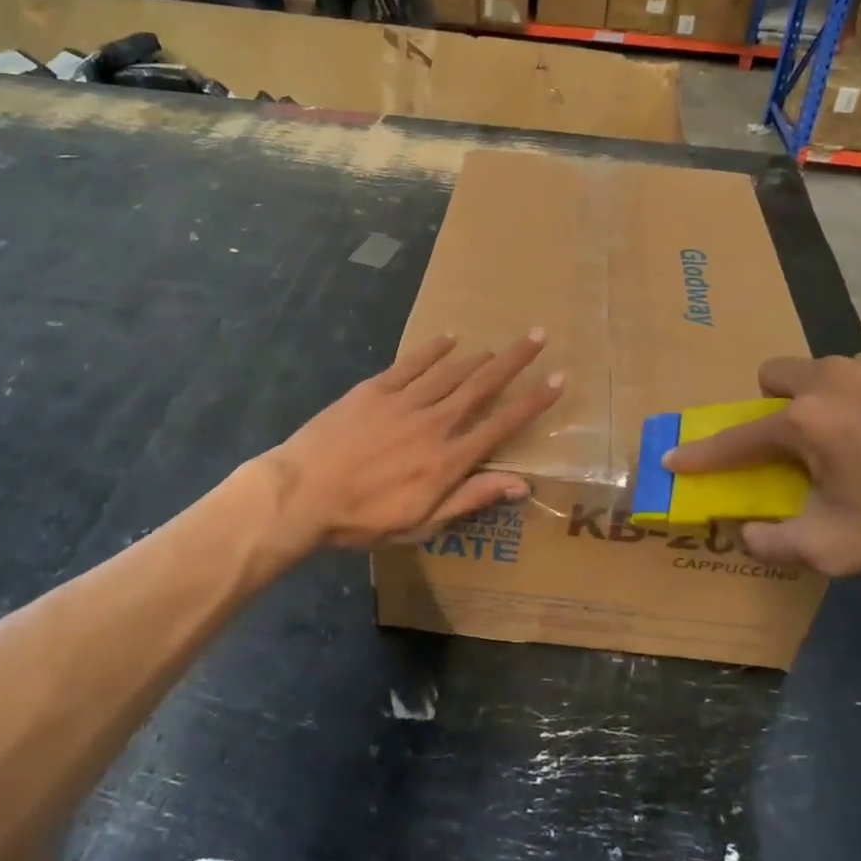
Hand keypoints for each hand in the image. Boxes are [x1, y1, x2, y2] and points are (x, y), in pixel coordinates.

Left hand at [260, 330, 564, 555]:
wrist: (302, 493)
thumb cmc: (363, 519)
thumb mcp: (422, 523)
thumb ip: (471, 498)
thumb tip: (522, 484)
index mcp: (448, 460)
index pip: (501, 425)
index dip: (533, 402)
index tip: (557, 380)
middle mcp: (434, 423)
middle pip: (482, 385)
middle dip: (514, 361)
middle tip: (538, 336)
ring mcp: (404, 402)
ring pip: (451, 371)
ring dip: (478, 356)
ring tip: (497, 346)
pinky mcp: (375, 389)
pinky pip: (411, 363)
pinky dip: (433, 349)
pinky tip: (450, 337)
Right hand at [661, 349, 860, 576]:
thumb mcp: (836, 549)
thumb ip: (777, 543)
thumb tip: (745, 534)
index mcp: (804, 422)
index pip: (737, 438)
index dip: (702, 453)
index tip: (674, 455)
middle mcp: (830, 378)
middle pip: (776, 374)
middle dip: (775, 403)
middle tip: (801, 440)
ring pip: (827, 371)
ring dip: (828, 399)